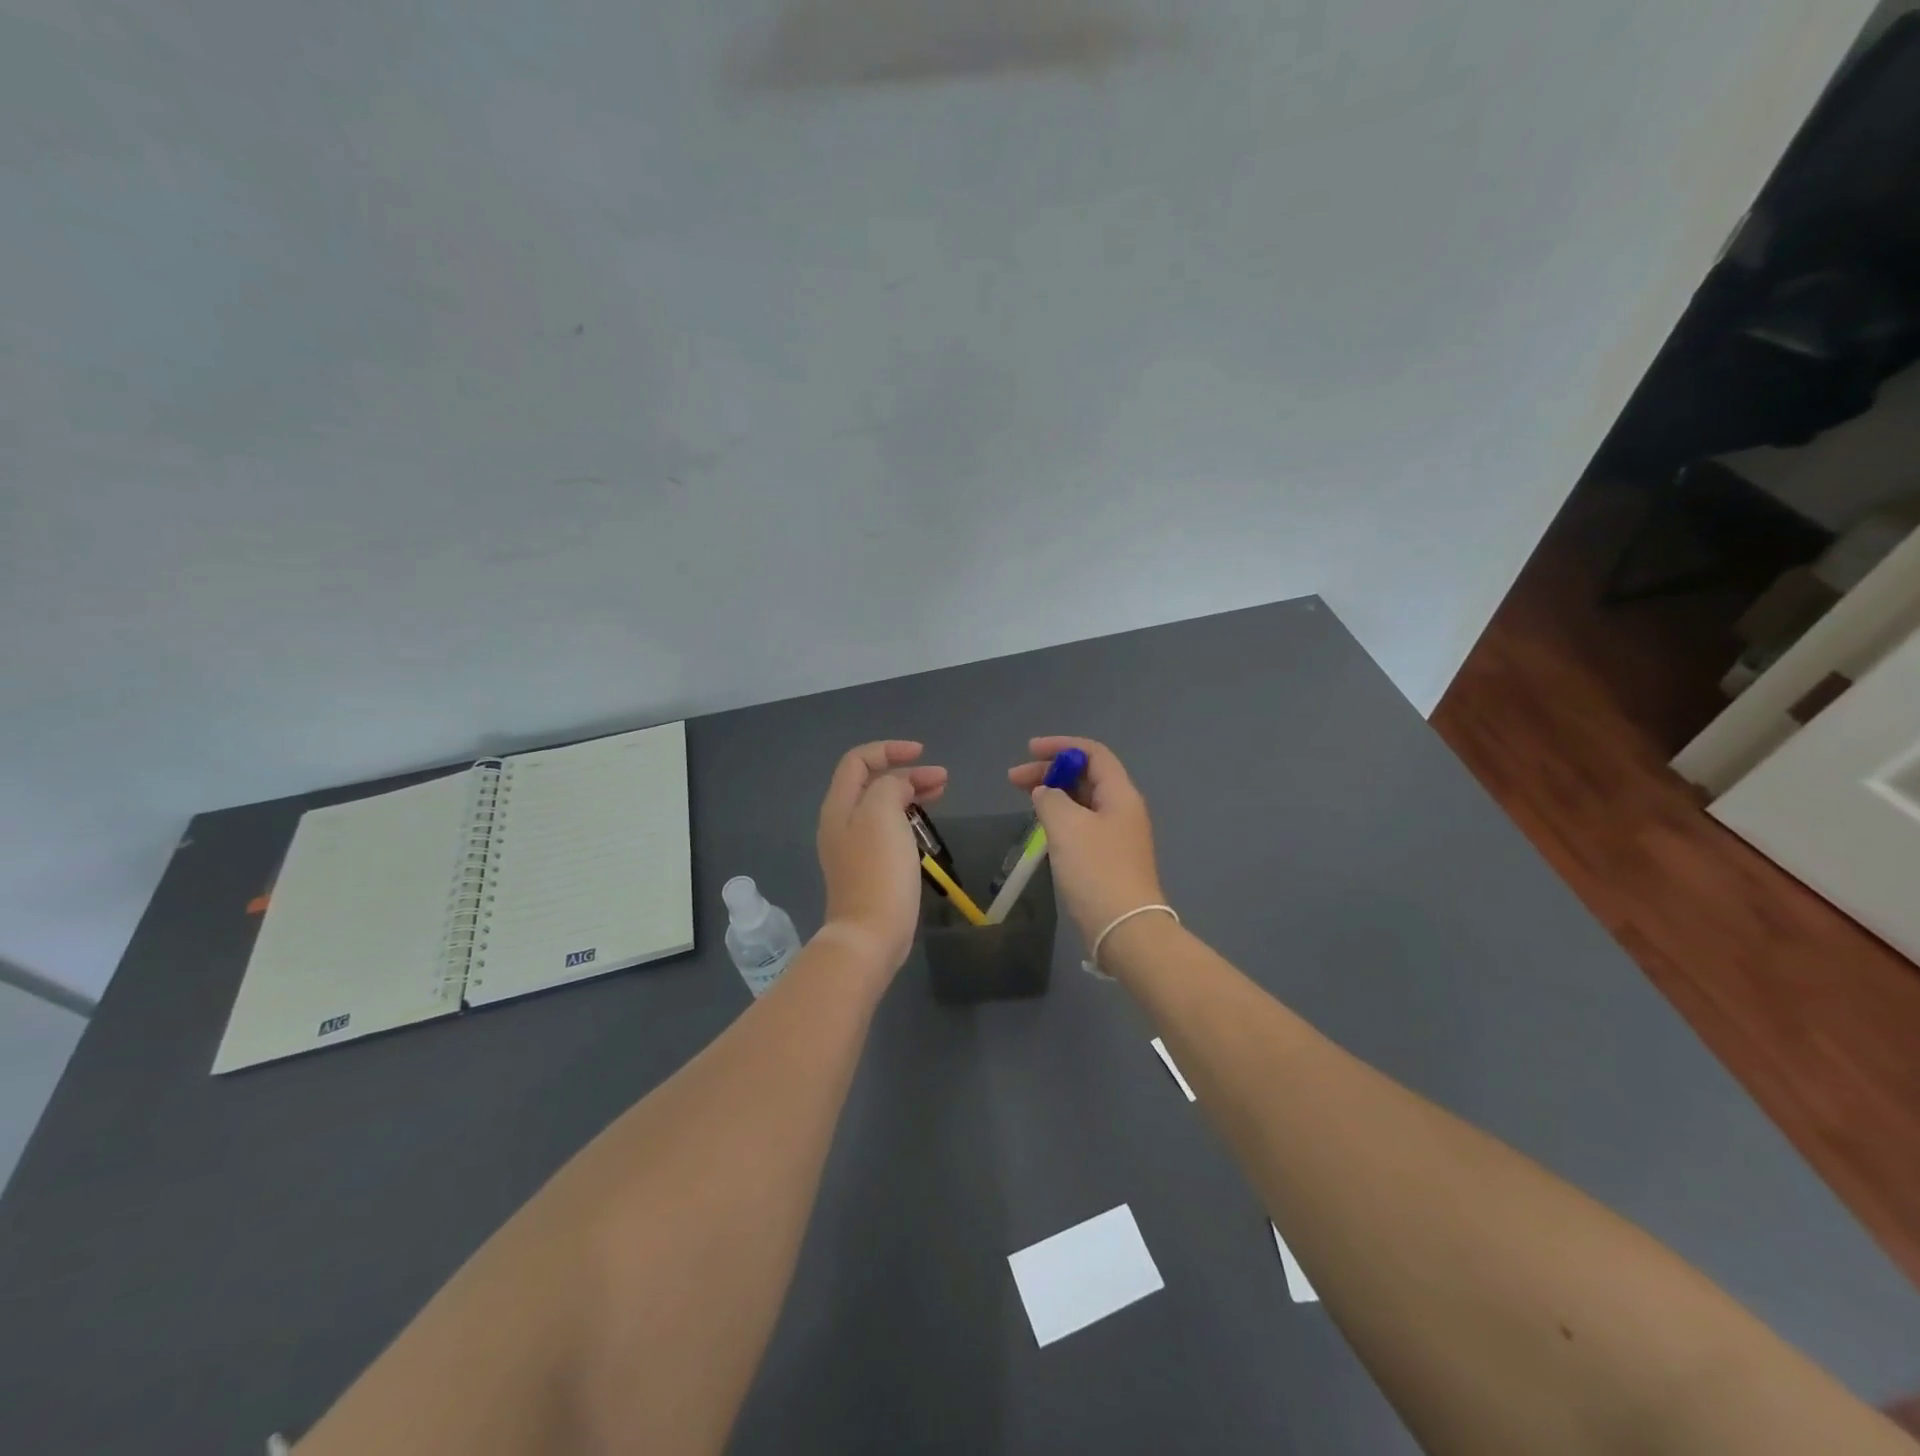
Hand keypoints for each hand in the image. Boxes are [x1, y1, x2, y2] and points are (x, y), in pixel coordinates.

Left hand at [817, 741, 947, 973]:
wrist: (870, 934)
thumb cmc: (878, 869)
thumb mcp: (882, 813)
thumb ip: (890, 786)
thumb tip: (900, 787)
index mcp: (839, 806)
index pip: (858, 760)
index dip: (889, 749)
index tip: (923, 753)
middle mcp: (841, 822)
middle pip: (871, 782)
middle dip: (906, 772)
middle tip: (941, 778)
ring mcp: (853, 847)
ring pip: (882, 805)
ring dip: (910, 793)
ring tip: (941, 793)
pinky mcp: (869, 867)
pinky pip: (887, 829)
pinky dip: (908, 817)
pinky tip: (926, 825)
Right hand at [1008, 736, 1165, 947]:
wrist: (1124, 928)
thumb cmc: (1096, 870)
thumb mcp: (1067, 826)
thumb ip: (1051, 799)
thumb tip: (1045, 794)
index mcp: (1120, 794)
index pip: (1092, 753)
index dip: (1061, 746)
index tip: (1029, 751)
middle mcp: (1122, 809)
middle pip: (1086, 776)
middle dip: (1050, 771)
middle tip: (1014, 779)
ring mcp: (1117, 835)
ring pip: (1083, 801)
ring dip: (1054, 794)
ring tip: (1024, 799)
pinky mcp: (1108, 858)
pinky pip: (1082, 824)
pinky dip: (1060, 817)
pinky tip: (1042, 827)